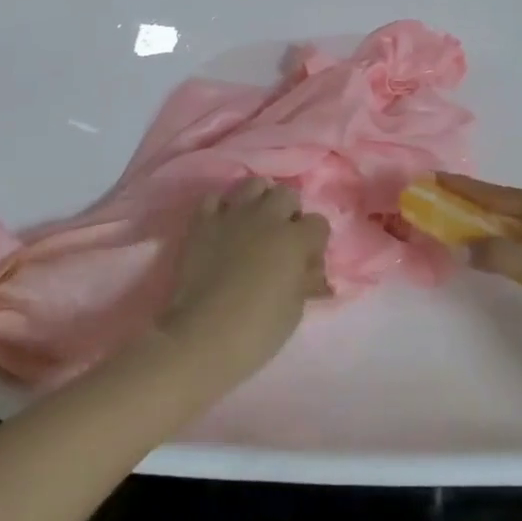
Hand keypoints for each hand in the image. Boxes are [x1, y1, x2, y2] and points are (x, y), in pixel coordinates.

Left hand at [159, 179, 330, 383]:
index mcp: (295, 239)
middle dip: (289, 212)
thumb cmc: (258, 329)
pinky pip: (214, 198)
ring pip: (254, 184)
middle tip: (281, 239)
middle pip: (287, 194)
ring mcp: (232, 215)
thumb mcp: (295, 309)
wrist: (204, 335)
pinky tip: (222, 226)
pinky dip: (221, 208)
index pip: (319, 223)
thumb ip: (305, 280)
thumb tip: (310, 270)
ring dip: (259, 200)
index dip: (315, 242)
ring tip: (254, 224)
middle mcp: (266, 217)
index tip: (307, 261)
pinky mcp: (202, 222)